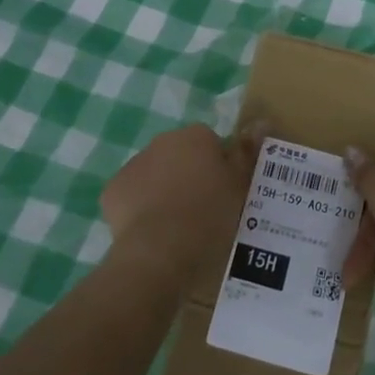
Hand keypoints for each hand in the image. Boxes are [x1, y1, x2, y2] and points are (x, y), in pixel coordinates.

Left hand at [102, 123, 255, 284]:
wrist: (160, 252)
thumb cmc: (208, 217)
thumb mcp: (240, 186)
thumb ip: (248, 153)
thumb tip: (261, 122)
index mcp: (195, 136)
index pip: (211, 143)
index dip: (218, 167)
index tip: (222, 193)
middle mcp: (162, 141)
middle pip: (179, 155)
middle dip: (188, 175)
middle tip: (201, 210)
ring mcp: (133, 164)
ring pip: (154, 174)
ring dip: (163, 190)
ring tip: (176, 226)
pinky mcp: (112, 191)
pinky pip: (131, 196)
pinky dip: (139, 209)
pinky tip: (151, 233)